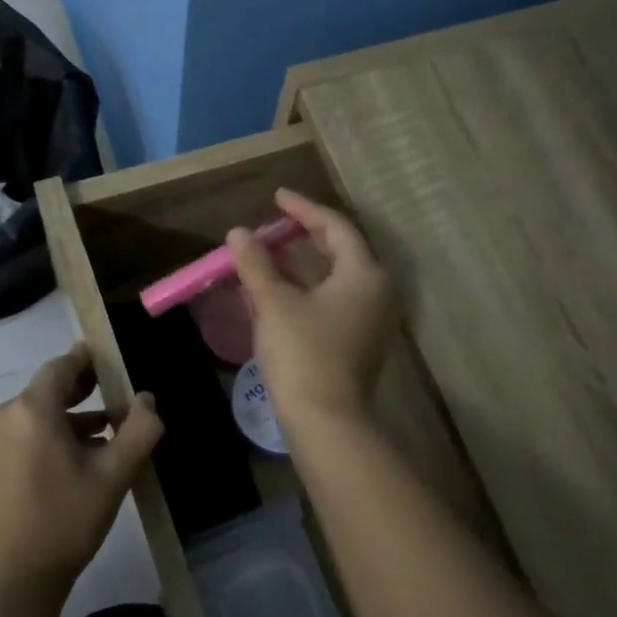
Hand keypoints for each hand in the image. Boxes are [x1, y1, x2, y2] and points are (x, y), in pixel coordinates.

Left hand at [0, 343, 162, 601]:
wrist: (10, 583)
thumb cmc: (65, 523)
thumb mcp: (113, 476)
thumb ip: (139, 431)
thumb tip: (147, 399)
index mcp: (29, 411)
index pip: (60, 368)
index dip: (85, 359)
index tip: (106, 355)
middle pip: (44, 391)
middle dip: (79, 391)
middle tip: (111, 392)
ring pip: (30, 416)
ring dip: (63, 419)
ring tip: (101, 435)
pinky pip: (15, 435)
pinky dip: (42, 437)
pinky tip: (69, 459)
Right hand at [229, 188, 397, 430]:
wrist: (326, 419)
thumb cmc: (302, 353)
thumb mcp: (274, 303)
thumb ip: (256, 263)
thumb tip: (238, 233)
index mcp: (364, 273)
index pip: (335, 226)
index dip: (304, 209)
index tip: (278, 197)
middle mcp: (378, 291)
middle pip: (344, 249)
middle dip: (309, 234)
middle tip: (279, 223)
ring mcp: (374, 319)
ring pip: (341, 276)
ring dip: (310, 262)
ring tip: (278, 252)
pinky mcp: (363, 341)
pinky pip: (339, 299)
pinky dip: (315, 286)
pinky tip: (288, 290)